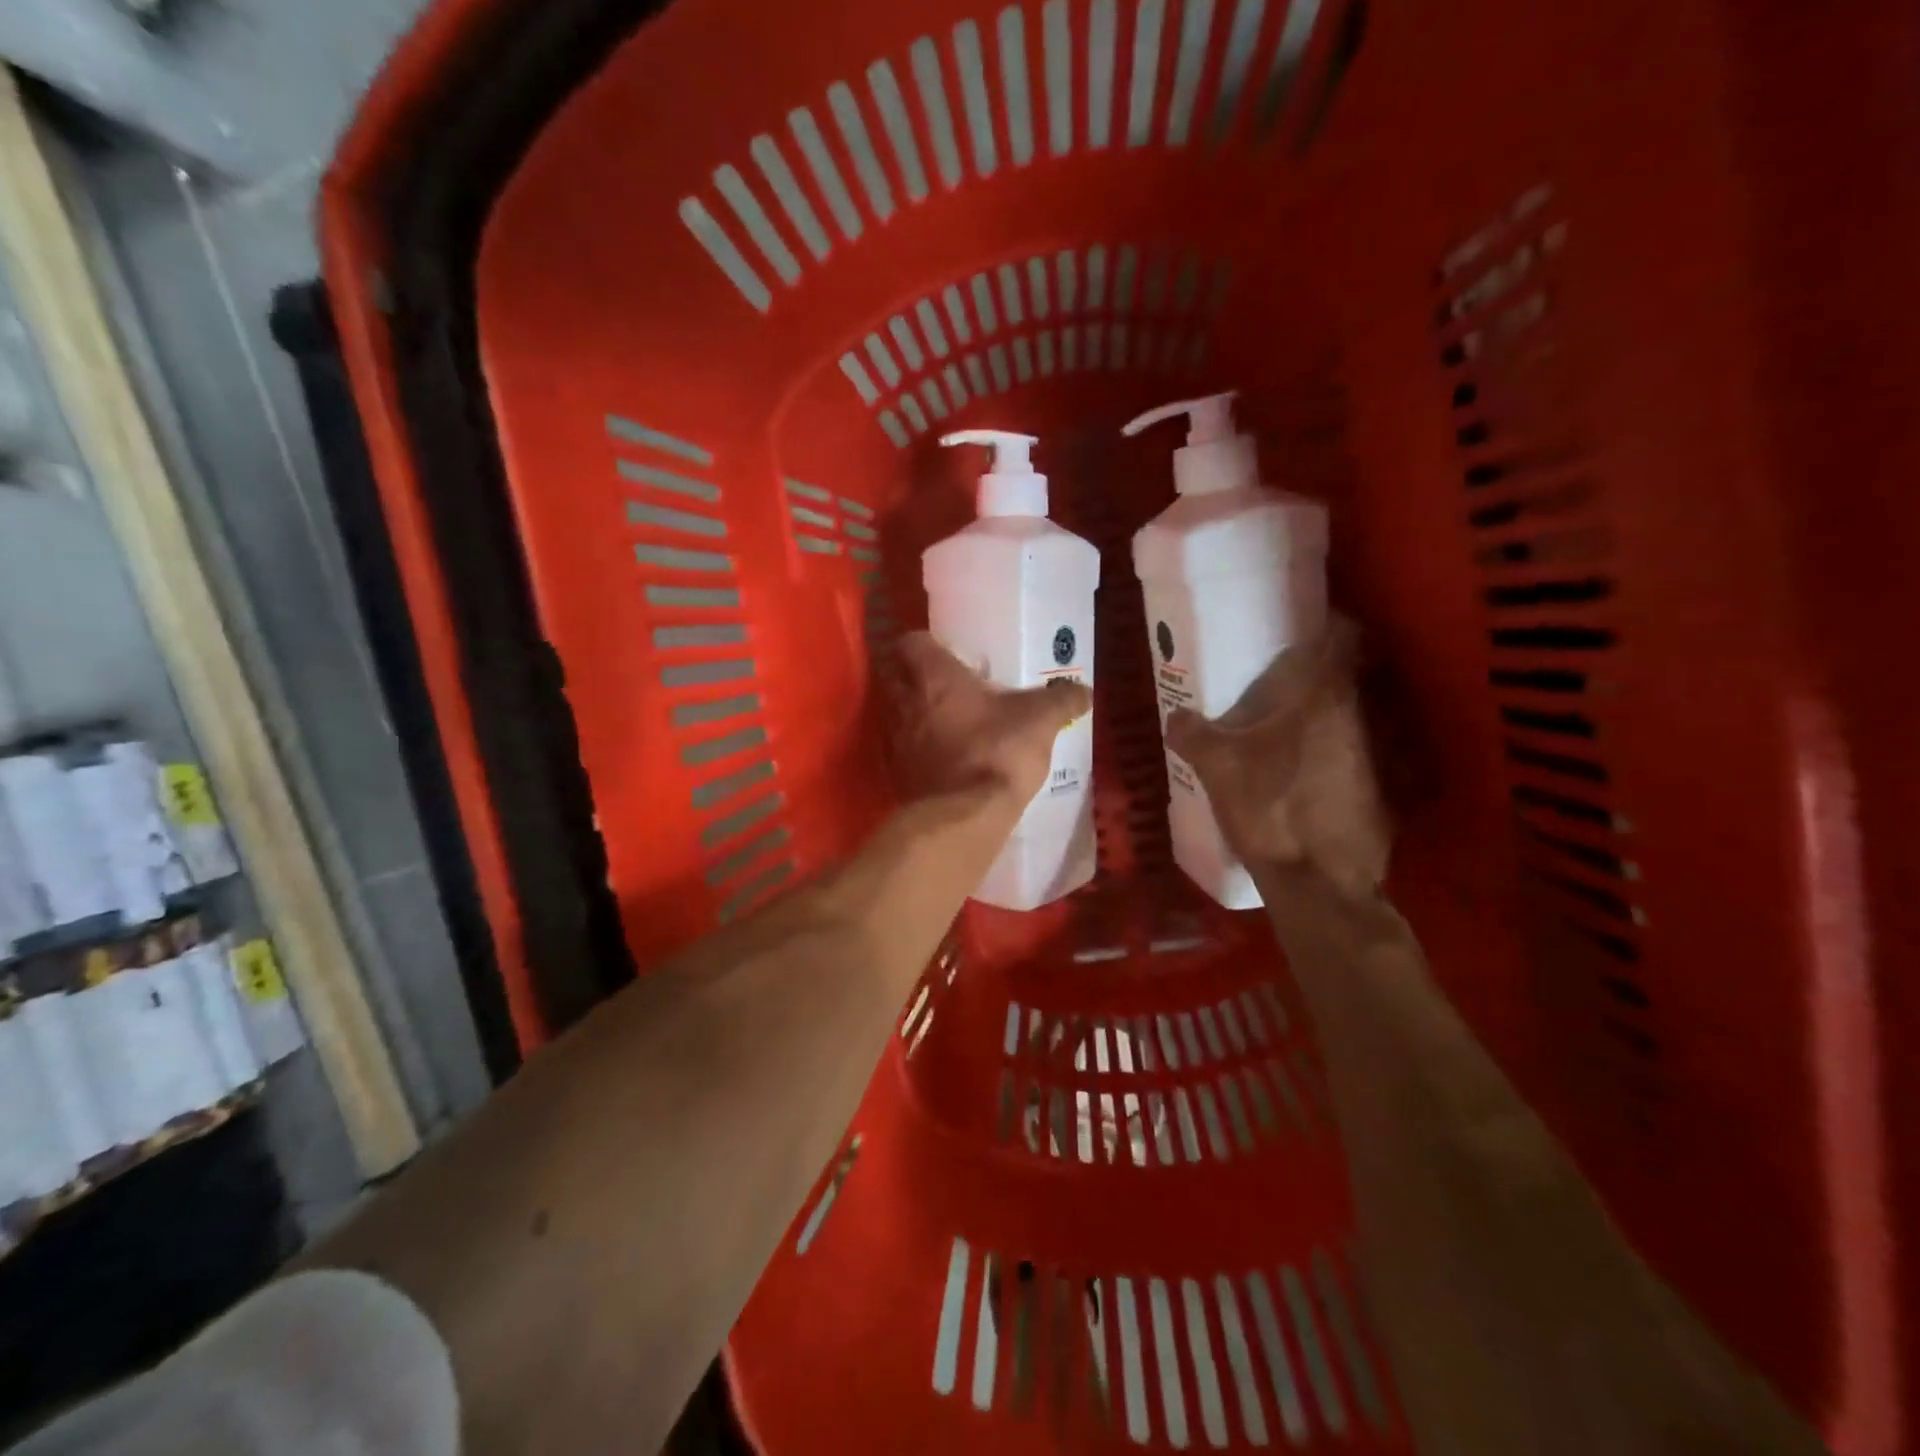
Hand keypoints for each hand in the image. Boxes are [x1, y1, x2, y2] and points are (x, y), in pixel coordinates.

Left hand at [893, 633, 1091, 807]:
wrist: (964, 817)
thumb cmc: (997, 751)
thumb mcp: (1040, 720)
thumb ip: (1062, 700)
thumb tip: (1085, 691)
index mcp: (933, 676)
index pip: (911, 642)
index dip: (926, 643)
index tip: (946, 651)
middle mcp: (904, 702)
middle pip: (896, 677)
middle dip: (916, 678)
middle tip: (947, 685)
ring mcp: (896, 741)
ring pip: (898, 715)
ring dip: (916, 715)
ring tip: (947, 722)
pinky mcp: (897, 775)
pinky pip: (904, 752)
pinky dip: (918, 751)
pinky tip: (944, 759)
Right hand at [1165, 619, 1390, 899]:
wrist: (1320, 882)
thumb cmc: (1270, 808)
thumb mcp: (1217, 767)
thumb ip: (1192, 733)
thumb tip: (1175, 715)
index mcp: (1325, 698)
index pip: (1344, 635)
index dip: (1327, 623)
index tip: (1301, 625)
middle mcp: (1362, 717)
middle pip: (1349, 676)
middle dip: (1320, 672)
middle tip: (1282, 678)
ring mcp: (1378, 755)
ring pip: (1354, 716)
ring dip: (1328, 713)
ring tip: (1290, 724)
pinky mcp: (1381, 790)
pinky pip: (1358, 753)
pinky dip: (1336, 751)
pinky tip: (1306, 771)